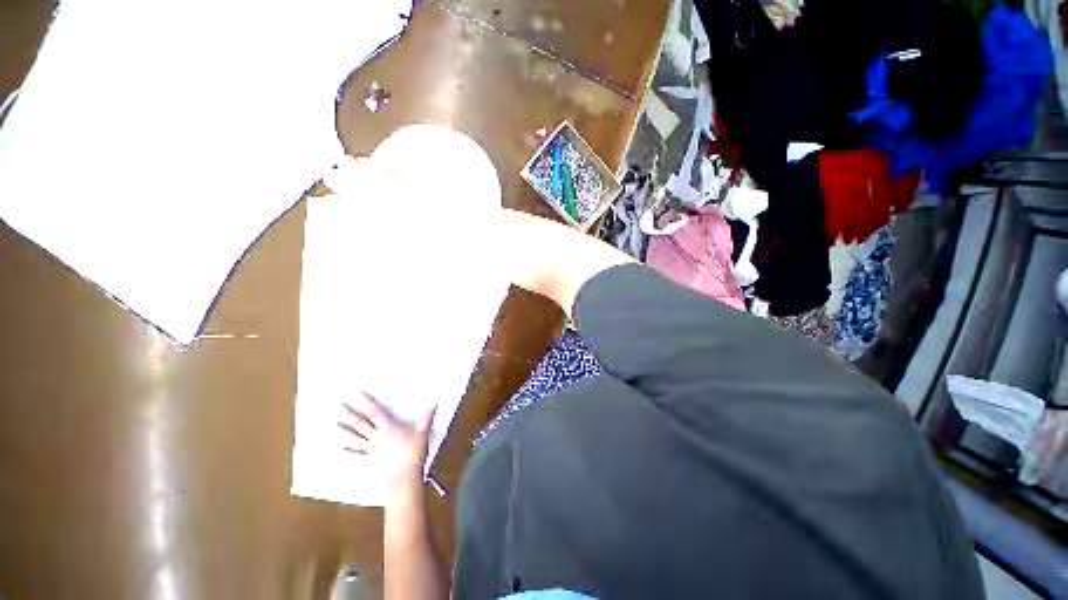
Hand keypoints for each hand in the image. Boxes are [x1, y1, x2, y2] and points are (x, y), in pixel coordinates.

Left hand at [339, 393, 435, 489]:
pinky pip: (357, 455)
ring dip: (344, 432)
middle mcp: (377, 437)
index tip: (358, 394)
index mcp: (389, 428)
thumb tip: (434, 402)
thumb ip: (427, 416)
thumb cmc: (413, 453)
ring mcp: (372, 450)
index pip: (376, 413)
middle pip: (361, 424)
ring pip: (355, 439)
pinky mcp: (370, 461)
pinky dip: (349, 452)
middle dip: (351, 414)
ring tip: (335, 425)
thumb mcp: (422, 432)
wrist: (404, 477)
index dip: (367, 403)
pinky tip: (341, 449)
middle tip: (340, 406)